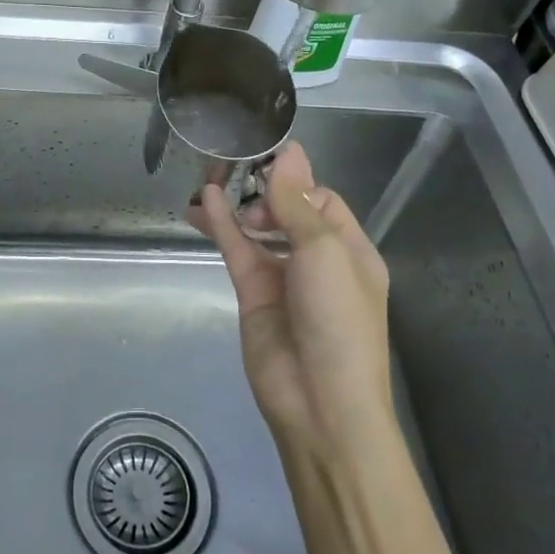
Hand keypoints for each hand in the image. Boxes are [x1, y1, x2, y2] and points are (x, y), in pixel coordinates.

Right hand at [190, 142, 392, 455]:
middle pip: (287, 212)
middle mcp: (318, 261)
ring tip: (212, 176)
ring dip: (238, 204)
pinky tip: (204, 200)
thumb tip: (289, 152)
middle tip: (239, 178)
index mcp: (351, 250)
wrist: (320, 402)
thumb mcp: (325, 251)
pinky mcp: (253, 293)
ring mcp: (283, 278)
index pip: (322, 200)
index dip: (295, 182)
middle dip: (263, 192)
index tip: (264, 163)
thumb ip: (298, 202)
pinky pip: (237, 250)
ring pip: (256, 229)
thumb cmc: (338, 318)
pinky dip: (222, 224)